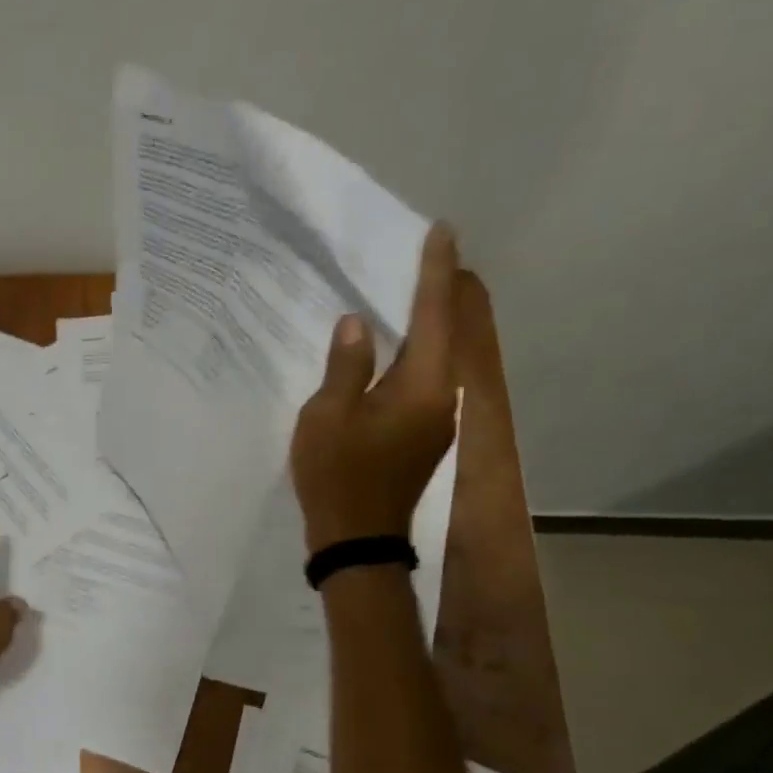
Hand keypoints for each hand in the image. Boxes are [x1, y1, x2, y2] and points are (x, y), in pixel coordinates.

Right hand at [290, 224, 459, 553]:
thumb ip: (345, 366)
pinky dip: (413, 357)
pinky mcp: (424, 436)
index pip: (432, 315)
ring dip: (425, 326)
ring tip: (408, 295)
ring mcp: (438, 420)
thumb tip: (357, 324)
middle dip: (437, 293)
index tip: (441, 233)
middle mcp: (442, 397)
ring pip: (436, 358)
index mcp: (421, 385)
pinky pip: (423, 382)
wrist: (357, 540)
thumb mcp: (327, 416)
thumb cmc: (338, 475)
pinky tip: (392, 352)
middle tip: (426, 256)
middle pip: (445, 333)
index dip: (434, 272)